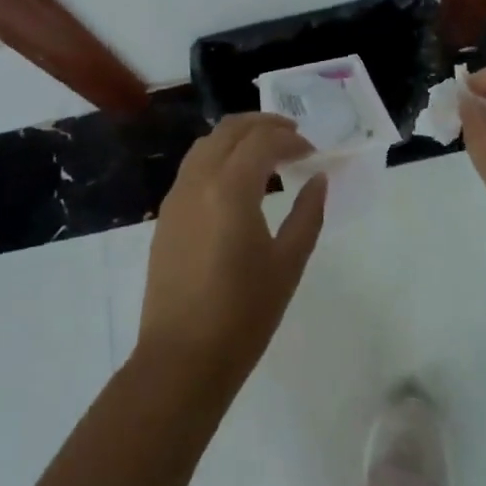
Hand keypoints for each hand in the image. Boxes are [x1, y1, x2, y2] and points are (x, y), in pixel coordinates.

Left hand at [134, 113, 328, 393]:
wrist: (180, 361)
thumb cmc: (242, 316)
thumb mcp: (287, 264)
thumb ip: (307, 214)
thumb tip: (319, 179)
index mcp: (230, 187)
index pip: (263, 140)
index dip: (292, 140)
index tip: (313, 152)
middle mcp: (199, 179)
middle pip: (231, 129)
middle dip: (264, 125)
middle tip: (293, 137)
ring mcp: (177, 194)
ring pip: (208, 142)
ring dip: (239, 136)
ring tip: (267, 152)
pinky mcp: (167, 213)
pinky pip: (194, 164)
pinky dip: (220, 155)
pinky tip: (238, 179)